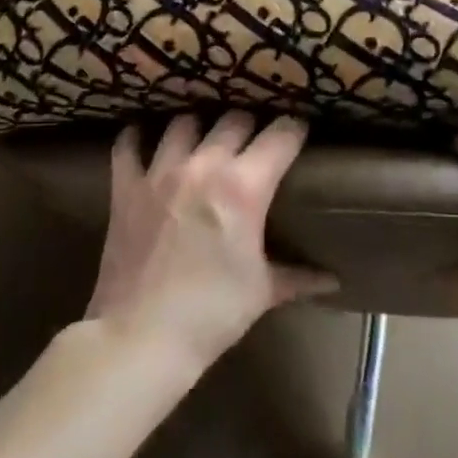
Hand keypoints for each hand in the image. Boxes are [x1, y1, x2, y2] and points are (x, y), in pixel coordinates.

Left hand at [87, 112, 334, 373]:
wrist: (141, 337)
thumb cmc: (212, 314)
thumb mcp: (262, 292)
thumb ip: (298, 276)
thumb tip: (331, 281)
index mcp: (244, 187)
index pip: (281, 136)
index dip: (295, 129)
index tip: (299, 132)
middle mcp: (203, 166)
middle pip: (235, 120)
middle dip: (251, 127)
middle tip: (255, 143)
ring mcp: (159, 172)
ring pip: (184, 122)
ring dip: (200, 127)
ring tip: (205, 141)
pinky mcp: (125, 187)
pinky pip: (128, 144)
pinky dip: (138, 137)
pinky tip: (146, 139)